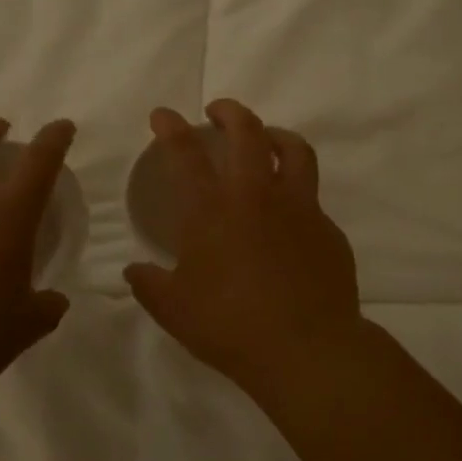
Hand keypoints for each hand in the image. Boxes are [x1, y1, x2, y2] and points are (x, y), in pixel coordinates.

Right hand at [125, 100, 361, 399]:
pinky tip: (289, 214)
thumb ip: (149, 285)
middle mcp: (256, 196)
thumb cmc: (229, 326)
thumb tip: (133, 271)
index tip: (163, 114)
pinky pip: (312, 197)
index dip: (171, 128)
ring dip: (275, 134)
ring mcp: (299, 208)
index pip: (185, 154)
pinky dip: (297, 191)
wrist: (306, 349)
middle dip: (229, 112)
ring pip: (294, 150)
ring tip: (266, 139)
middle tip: (218, 112)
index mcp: (212, 211)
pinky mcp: (328, 229)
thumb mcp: (174, 309)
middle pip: (247, 132)